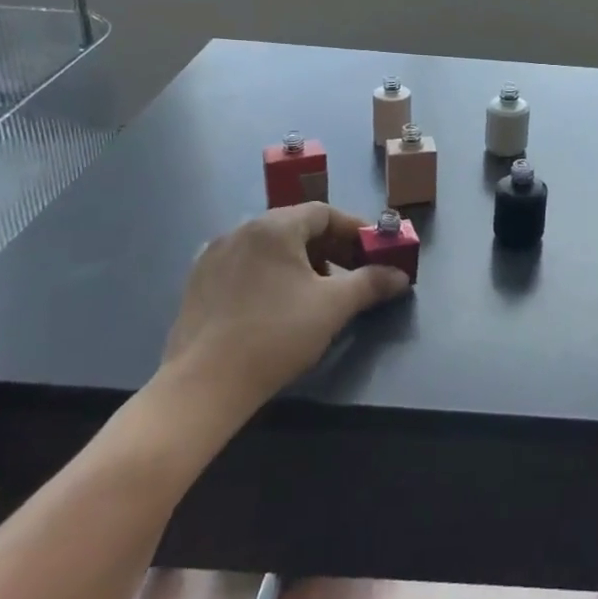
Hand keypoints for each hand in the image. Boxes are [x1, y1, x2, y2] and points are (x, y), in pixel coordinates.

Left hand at [155, 204, 408, 442]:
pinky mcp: (198, 284)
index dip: (354, 230)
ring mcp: (213, 256)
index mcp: (273, 227)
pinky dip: (270, 275)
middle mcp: (240, 231)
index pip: (323, 212)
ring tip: (316, 293)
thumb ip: (371, 283)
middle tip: (351, 274)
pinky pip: (245, 266)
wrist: (203, 385)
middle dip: (330, 247)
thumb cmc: (276, 335)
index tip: (373, 252)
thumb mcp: (334, 306)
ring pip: (269, 247)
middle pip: (296, 227)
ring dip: (301, 262)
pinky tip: (277, 306)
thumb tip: (399, 276)